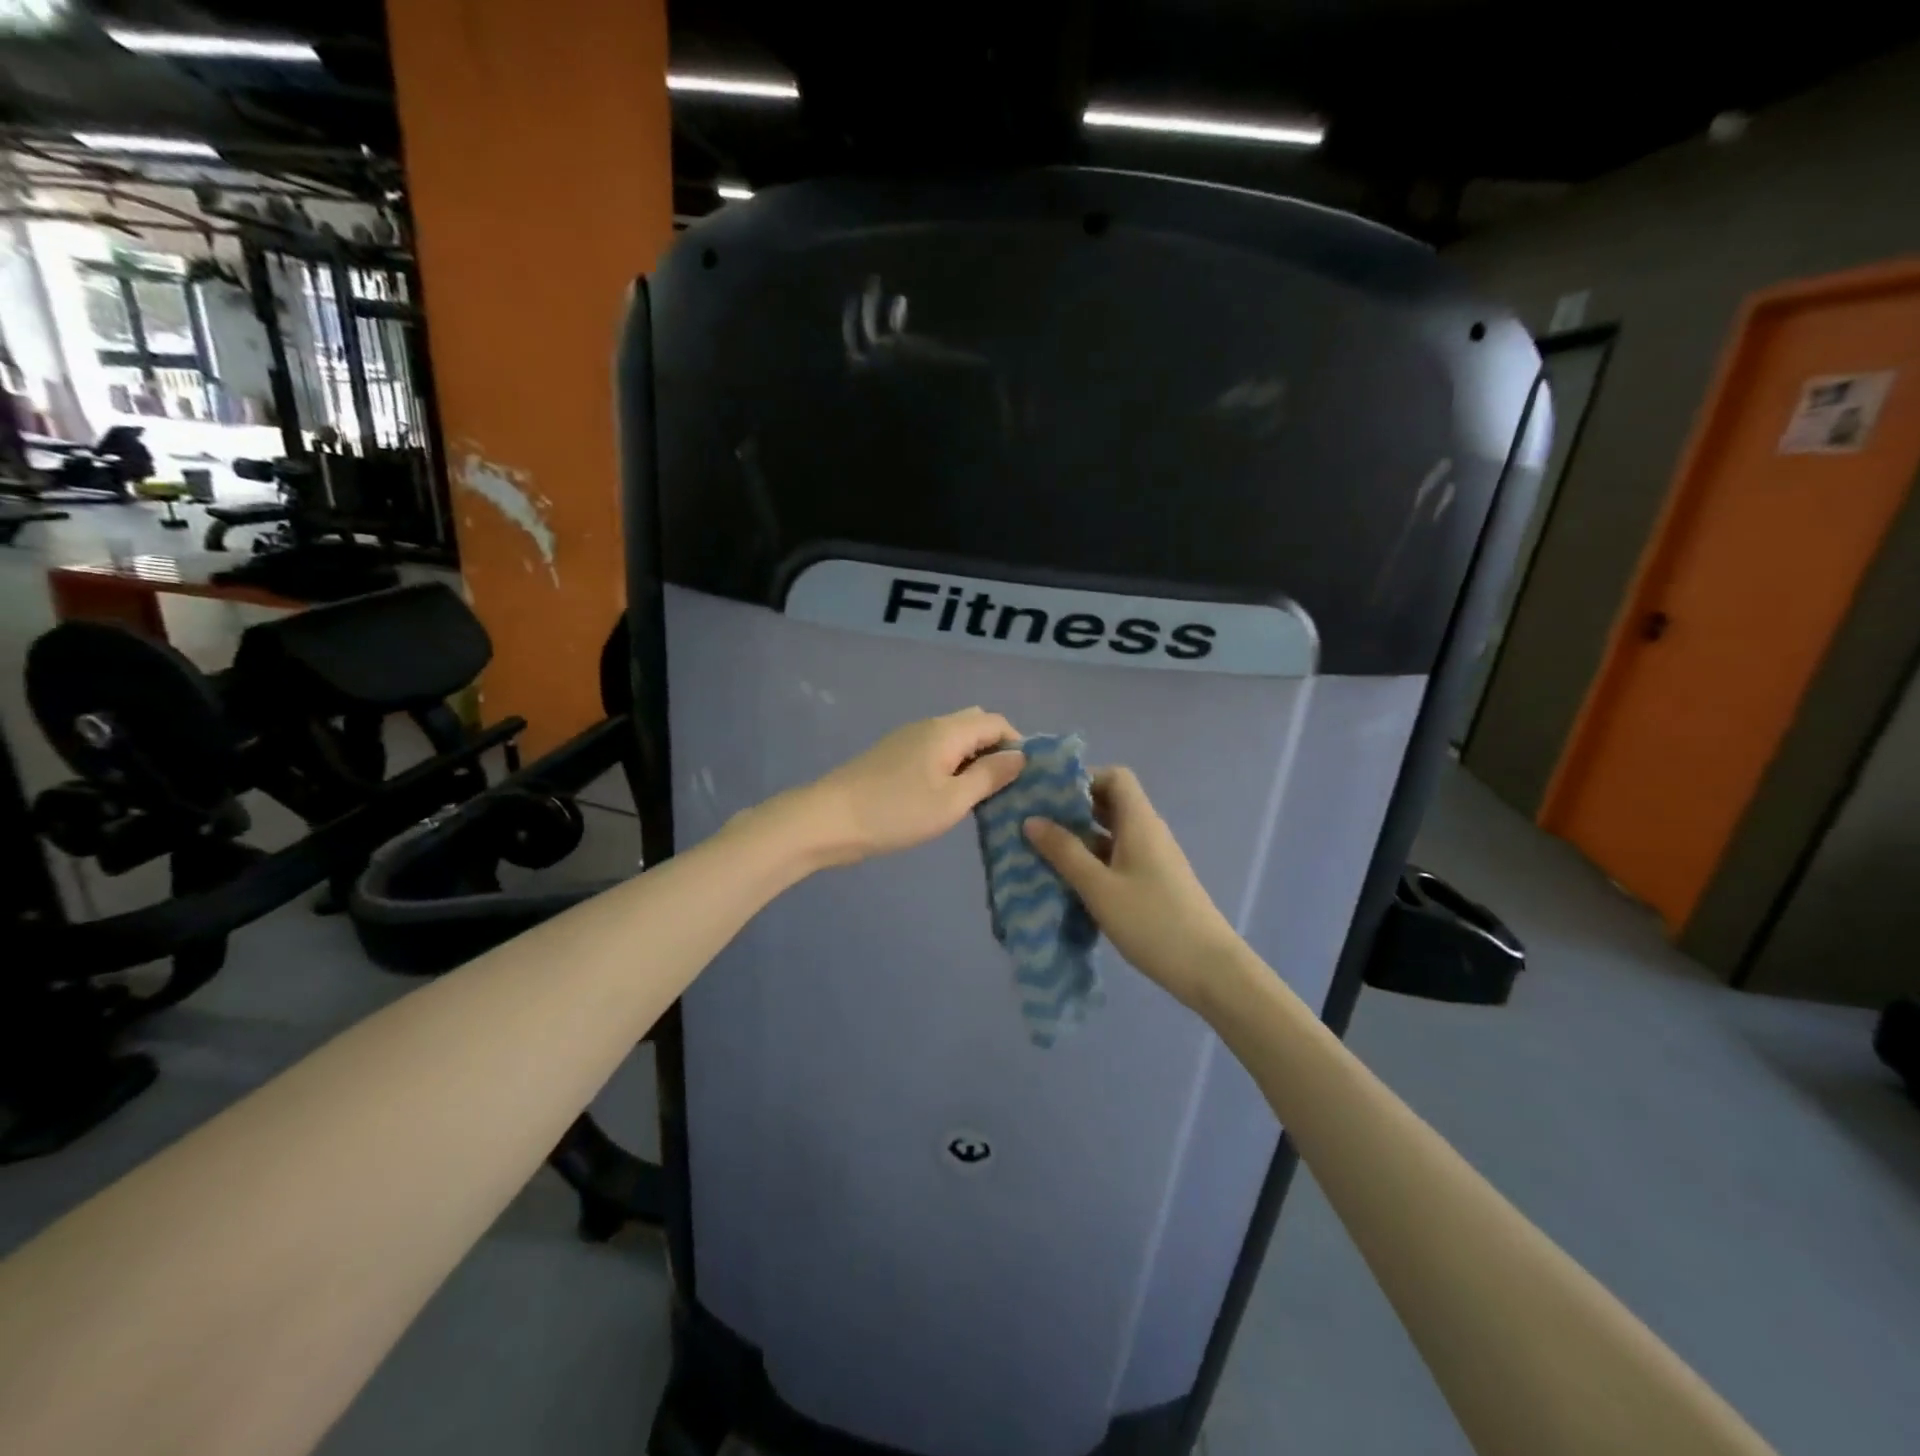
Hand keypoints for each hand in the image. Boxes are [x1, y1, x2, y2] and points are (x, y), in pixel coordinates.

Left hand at [784, 708, 1024, 868]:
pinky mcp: (893, 756)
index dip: (1018, 744)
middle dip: (996, 750)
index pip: (996, 722)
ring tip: (982, 796)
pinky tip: (950, 796)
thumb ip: (989, 776)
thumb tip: (1020, 756)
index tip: (1028, 778)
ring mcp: (908, 739)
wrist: (828, 820)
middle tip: (1005, 787)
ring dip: (974, 760)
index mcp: (947, 731)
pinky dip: (952, 766)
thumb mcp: (952, 800)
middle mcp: (929, 726)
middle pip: (975, 725)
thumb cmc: (896, 811)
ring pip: (954, 739)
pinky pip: (935, 751)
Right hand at [1024, 767, 1242, 1009]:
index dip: (1083, 778)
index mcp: (1139, 822)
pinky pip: (1118, 857)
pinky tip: (1069, 880)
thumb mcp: (1099, 887)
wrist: (1209, 970)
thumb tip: (1031, 820)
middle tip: (1035, 822)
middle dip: (1073, 808)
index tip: (1049, 796)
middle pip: (1111, 802)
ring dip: (1080, 837)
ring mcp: (1153, 858)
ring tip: (1041, 851)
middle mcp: (1148, 832)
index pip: (1115, 776)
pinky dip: (1093, 860)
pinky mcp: (1153, 882)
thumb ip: (1065, 852)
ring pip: (1112, 833)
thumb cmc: (1152, 922)